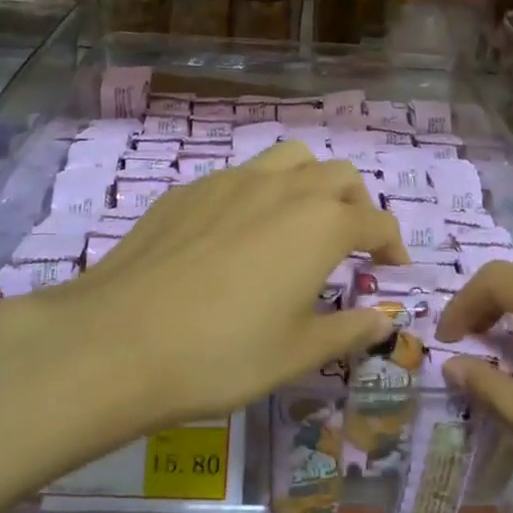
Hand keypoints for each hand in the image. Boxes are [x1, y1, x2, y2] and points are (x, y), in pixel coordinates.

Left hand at [1, 142, 409, 432]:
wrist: (118, 341)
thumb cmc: (222, 354)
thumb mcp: (297, 353)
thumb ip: (349, 331)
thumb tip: (384, 322)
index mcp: (320, 224)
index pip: (375, 221)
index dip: (393, 243)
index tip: (394, 267)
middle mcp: (283, 188)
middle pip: (338, 175)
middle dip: (356, 204)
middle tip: (351, 243)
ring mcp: (231, 181)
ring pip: (289, 159)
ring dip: (310, 182)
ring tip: (300, 221)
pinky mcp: (189, 189)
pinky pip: (240, 176)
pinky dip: (259, 193)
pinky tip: (238, 234)